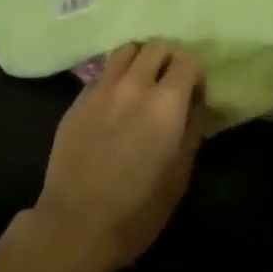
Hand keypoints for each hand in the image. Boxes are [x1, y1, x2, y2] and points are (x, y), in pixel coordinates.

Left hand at [34, 41, 204, 271]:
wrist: (75, 226)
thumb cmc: (137, 211)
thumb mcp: (179, 177)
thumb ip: (192, 131)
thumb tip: (197, 105)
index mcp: (166, 103)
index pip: (188, 61)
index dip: (195, 75)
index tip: (194, 96)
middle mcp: (135, 84)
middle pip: (158, 45)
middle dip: (169, 59)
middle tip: (169, 84)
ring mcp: (103, 87)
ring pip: (127, 50)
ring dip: (140, 60)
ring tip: (141, 83)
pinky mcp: (80, 97)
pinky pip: (104, 71)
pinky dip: (116, 77)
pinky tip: (115, 102)